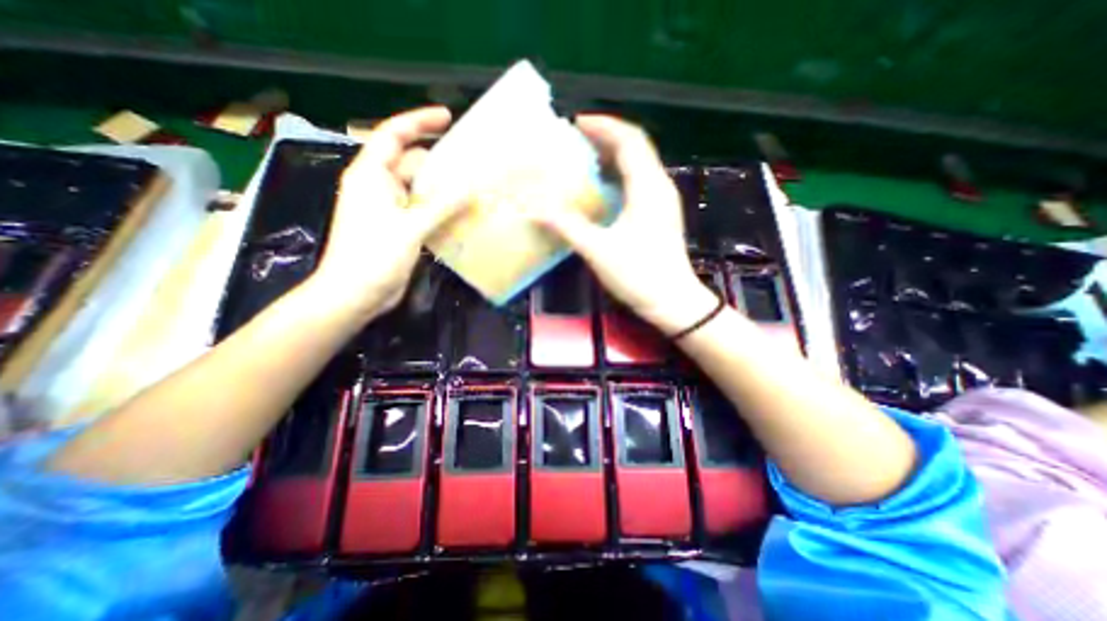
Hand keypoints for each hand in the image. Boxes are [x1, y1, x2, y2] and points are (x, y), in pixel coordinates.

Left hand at [309, 107, 467, 320]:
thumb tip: (471, 188)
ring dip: (442, 190)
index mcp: (371, 175)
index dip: (419, 121)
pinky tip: (460, 215)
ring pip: (419, 189)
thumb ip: (442, 206)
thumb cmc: (374, 256)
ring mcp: (388, 208)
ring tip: (472, 191)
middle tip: (472, 167)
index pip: (394, 135)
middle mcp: (378, 186)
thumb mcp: (410, 227)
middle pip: (411, 163)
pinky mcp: (397, 227)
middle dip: (439, 163)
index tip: (448, 117)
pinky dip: (439, 210)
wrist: (355, 294)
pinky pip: (421, 210)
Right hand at [528, 113, 718, 333]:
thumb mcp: (598, 249)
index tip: (577, 124)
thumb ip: (567, 226)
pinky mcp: (660, 217)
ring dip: (613, 158)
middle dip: (607, 138)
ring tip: (586, 160)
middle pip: (636, 149)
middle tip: (577, 140)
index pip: (629, 140)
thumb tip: (534, 208)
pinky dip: (619, 177)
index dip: (604, 126)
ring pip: (638, 167)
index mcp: (648, 187)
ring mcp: (662, 203)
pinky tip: (602, 190)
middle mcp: (659, 187)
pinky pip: (639, 184)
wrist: (672, 301)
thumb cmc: (639, 274)